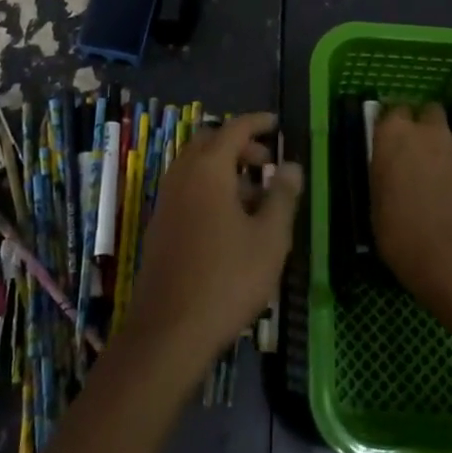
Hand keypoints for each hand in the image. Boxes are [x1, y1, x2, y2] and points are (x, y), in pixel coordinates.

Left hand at [124, 113, 302, 379]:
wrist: (169, 330)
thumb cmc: (227, 279)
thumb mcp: (269, 238)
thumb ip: (282, 196)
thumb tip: (291, 165)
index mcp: (208, 169)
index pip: (234, 129)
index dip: (257, 122)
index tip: (277, 123)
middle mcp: (182, 175)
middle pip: (210, 143)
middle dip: (239, 145)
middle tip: (267, 161)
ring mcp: (166, 200)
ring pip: (196, 167)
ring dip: (225, 169)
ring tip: (256, 196)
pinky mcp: (160, 225)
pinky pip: (188, 189)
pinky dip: (210, 188)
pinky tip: (231, 222)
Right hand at [371, 103, 451, 311]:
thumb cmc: (404, 234)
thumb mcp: (377, 208)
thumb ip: (384, 180)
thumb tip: (390, 178)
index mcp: (392, 134)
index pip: (391, 112)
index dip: (391, 128)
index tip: (387, 145)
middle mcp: (426, 131)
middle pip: (426, 113)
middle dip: (422, 127)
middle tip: (414, 155)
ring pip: (447, 138)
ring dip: (441, 152)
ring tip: (436, 184)